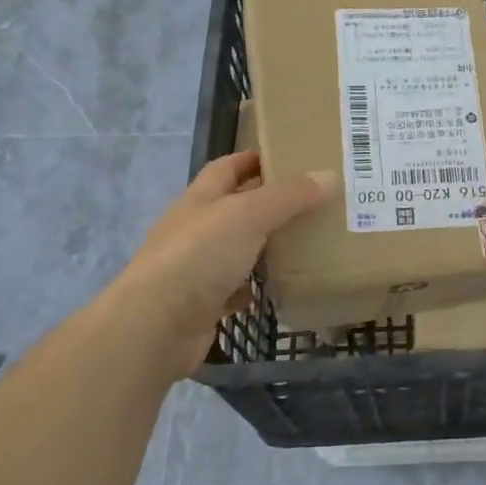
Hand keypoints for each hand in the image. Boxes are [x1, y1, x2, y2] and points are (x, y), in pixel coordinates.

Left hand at [118, 153, 334, 375]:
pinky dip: (254, 288)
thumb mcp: (249, 215)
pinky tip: (278, 287)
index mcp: (200, 199)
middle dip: (267, 204)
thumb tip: (330, 176)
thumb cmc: (200, 255)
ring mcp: (194, 268)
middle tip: (311, 203)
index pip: (227, 168)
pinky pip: (233, 290)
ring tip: (304, 243)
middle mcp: (194, 229)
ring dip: (263, 246)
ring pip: (235, 250)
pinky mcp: (201, 305)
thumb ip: (289, 197)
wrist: (156, 326)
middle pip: (233, 208)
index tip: (288, 158)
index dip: (253, 159)